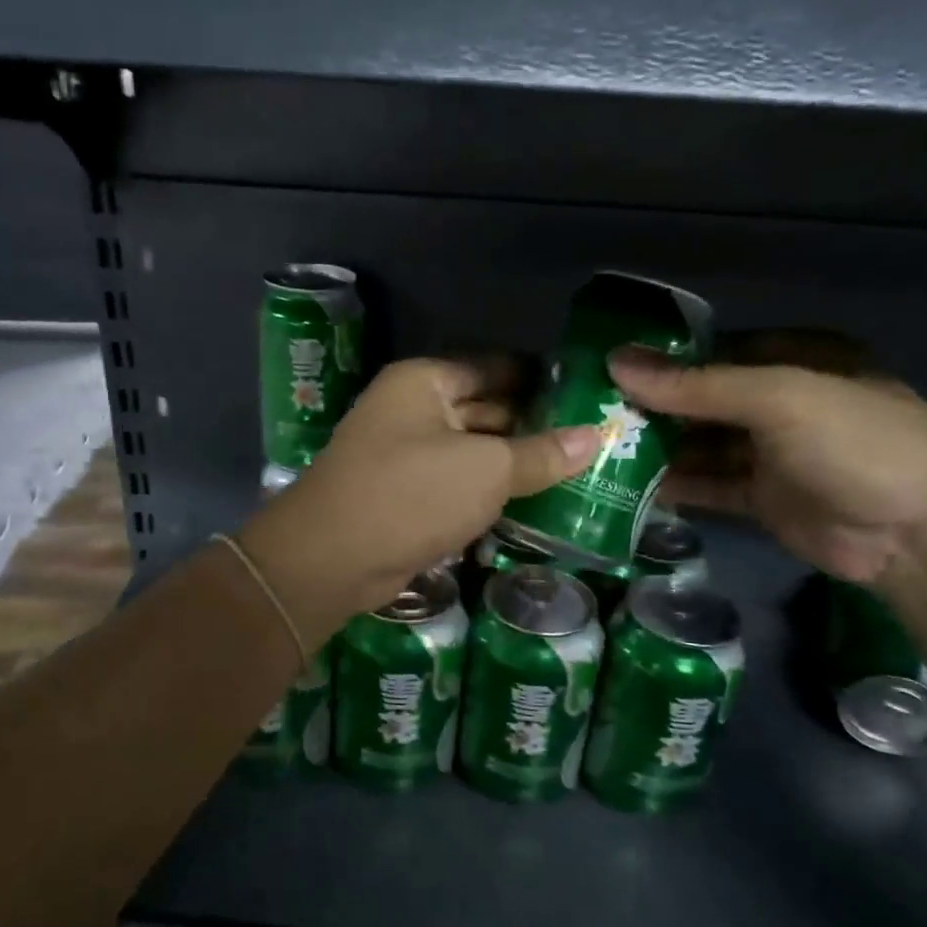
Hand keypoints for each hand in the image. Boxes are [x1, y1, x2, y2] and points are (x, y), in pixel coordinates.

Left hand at [240, 358, 599, 642]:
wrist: (332, 559)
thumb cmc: (411, 494)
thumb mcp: (486, 470)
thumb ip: (540, 453)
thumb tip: (594, 436)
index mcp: (423, 382)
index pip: (493, 367)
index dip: (539, 379)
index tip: (585, 394)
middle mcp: (411, 410)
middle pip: (483, 409)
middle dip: (532, 425)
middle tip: (592, 437)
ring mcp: (405, 454)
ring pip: (471, 451)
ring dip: (513, 463)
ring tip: (576, 471)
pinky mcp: (405, 496)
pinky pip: (457, 484)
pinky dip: (488, 492)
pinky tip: (533, 503)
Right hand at [609, 346, 926, 586]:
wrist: (920, 535)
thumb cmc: (857, 443)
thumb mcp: (778, 398)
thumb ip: (695, 385)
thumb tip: (615, 363)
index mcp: (798, 359)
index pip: (716, 350)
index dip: (664, 359)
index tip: (608, 368)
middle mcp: (783, 402)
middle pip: (704, 399)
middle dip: (654, 406)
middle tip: (592, 413)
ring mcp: (774, 453)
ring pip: (702, 444)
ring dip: (659, 448)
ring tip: (600, 450)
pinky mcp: (764, 498)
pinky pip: (710, 485)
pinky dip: (676, 486)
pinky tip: (631, 487)